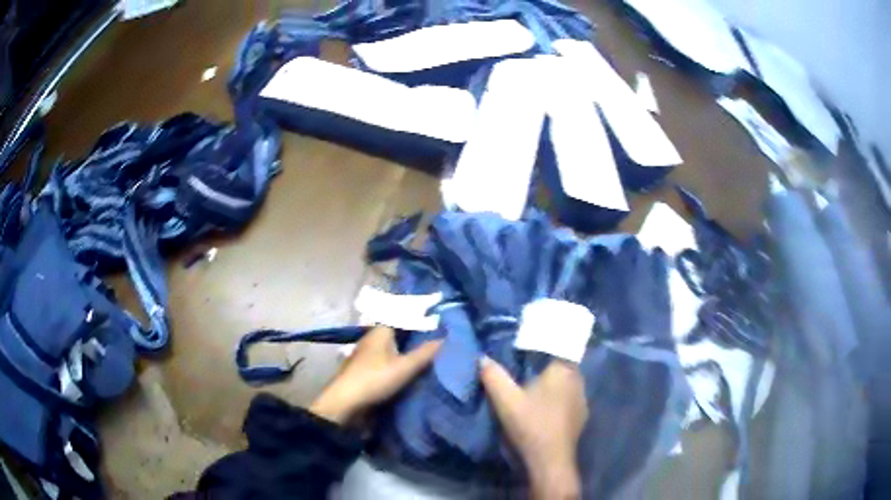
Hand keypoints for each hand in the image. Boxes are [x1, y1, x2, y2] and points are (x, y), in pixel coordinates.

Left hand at [309, 326, 441, 423]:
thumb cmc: (375, 379)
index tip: (433, 313)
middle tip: (434, 333)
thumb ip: (425, 353)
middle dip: (412, 331)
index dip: (415, 313)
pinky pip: (384, 358)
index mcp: (380, 331)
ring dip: (403, 346)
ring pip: (389, 345)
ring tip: (425, 349)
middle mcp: (371, 338)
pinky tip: (407, 366)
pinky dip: (396, 358)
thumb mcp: (404, 367)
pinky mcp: (364, 369)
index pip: (399, 314)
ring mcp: (366, 354)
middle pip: (395, 330)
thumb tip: (444, 338)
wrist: (346, 402)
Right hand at [480, 357, 587, 499]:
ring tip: (533, 383)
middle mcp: (578, 380)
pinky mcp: (581, 415)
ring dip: (553, 380)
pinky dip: (558, 396)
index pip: (558, 345)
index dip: (543, 342)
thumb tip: (482, 358)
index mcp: (564, 370)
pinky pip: (569, 397)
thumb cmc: (531, 425)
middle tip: (525, 362)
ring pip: (566, 381)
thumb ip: (493, 376)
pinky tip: (544, 406)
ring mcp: (582, 399)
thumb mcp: (505, 400)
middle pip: (562, 363)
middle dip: (545, 361)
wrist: (550, 460)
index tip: (527, 343)